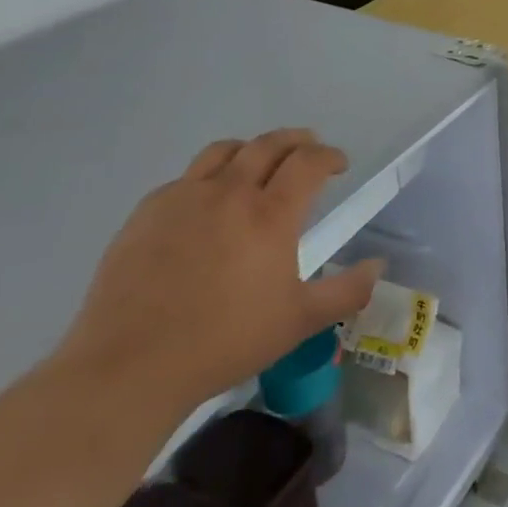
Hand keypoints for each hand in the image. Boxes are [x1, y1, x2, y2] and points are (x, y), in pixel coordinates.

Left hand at [59, 130, 381, 419]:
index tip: (338, 165)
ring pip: (224, 151)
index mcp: (271, 214)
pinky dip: (208, 177)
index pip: (308, 162)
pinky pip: (185, 178)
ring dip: (252, 149)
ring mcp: (183, 198)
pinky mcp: (146, 212)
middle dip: (296, 140)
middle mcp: (230, 193)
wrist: (130, 365)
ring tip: (259, 163)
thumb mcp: (300, 322)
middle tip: (308, 148)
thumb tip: (378, 266)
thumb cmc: (225, 341)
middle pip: (268, 144)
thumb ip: (347, 291)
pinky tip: (207, 203)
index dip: (329, 156)